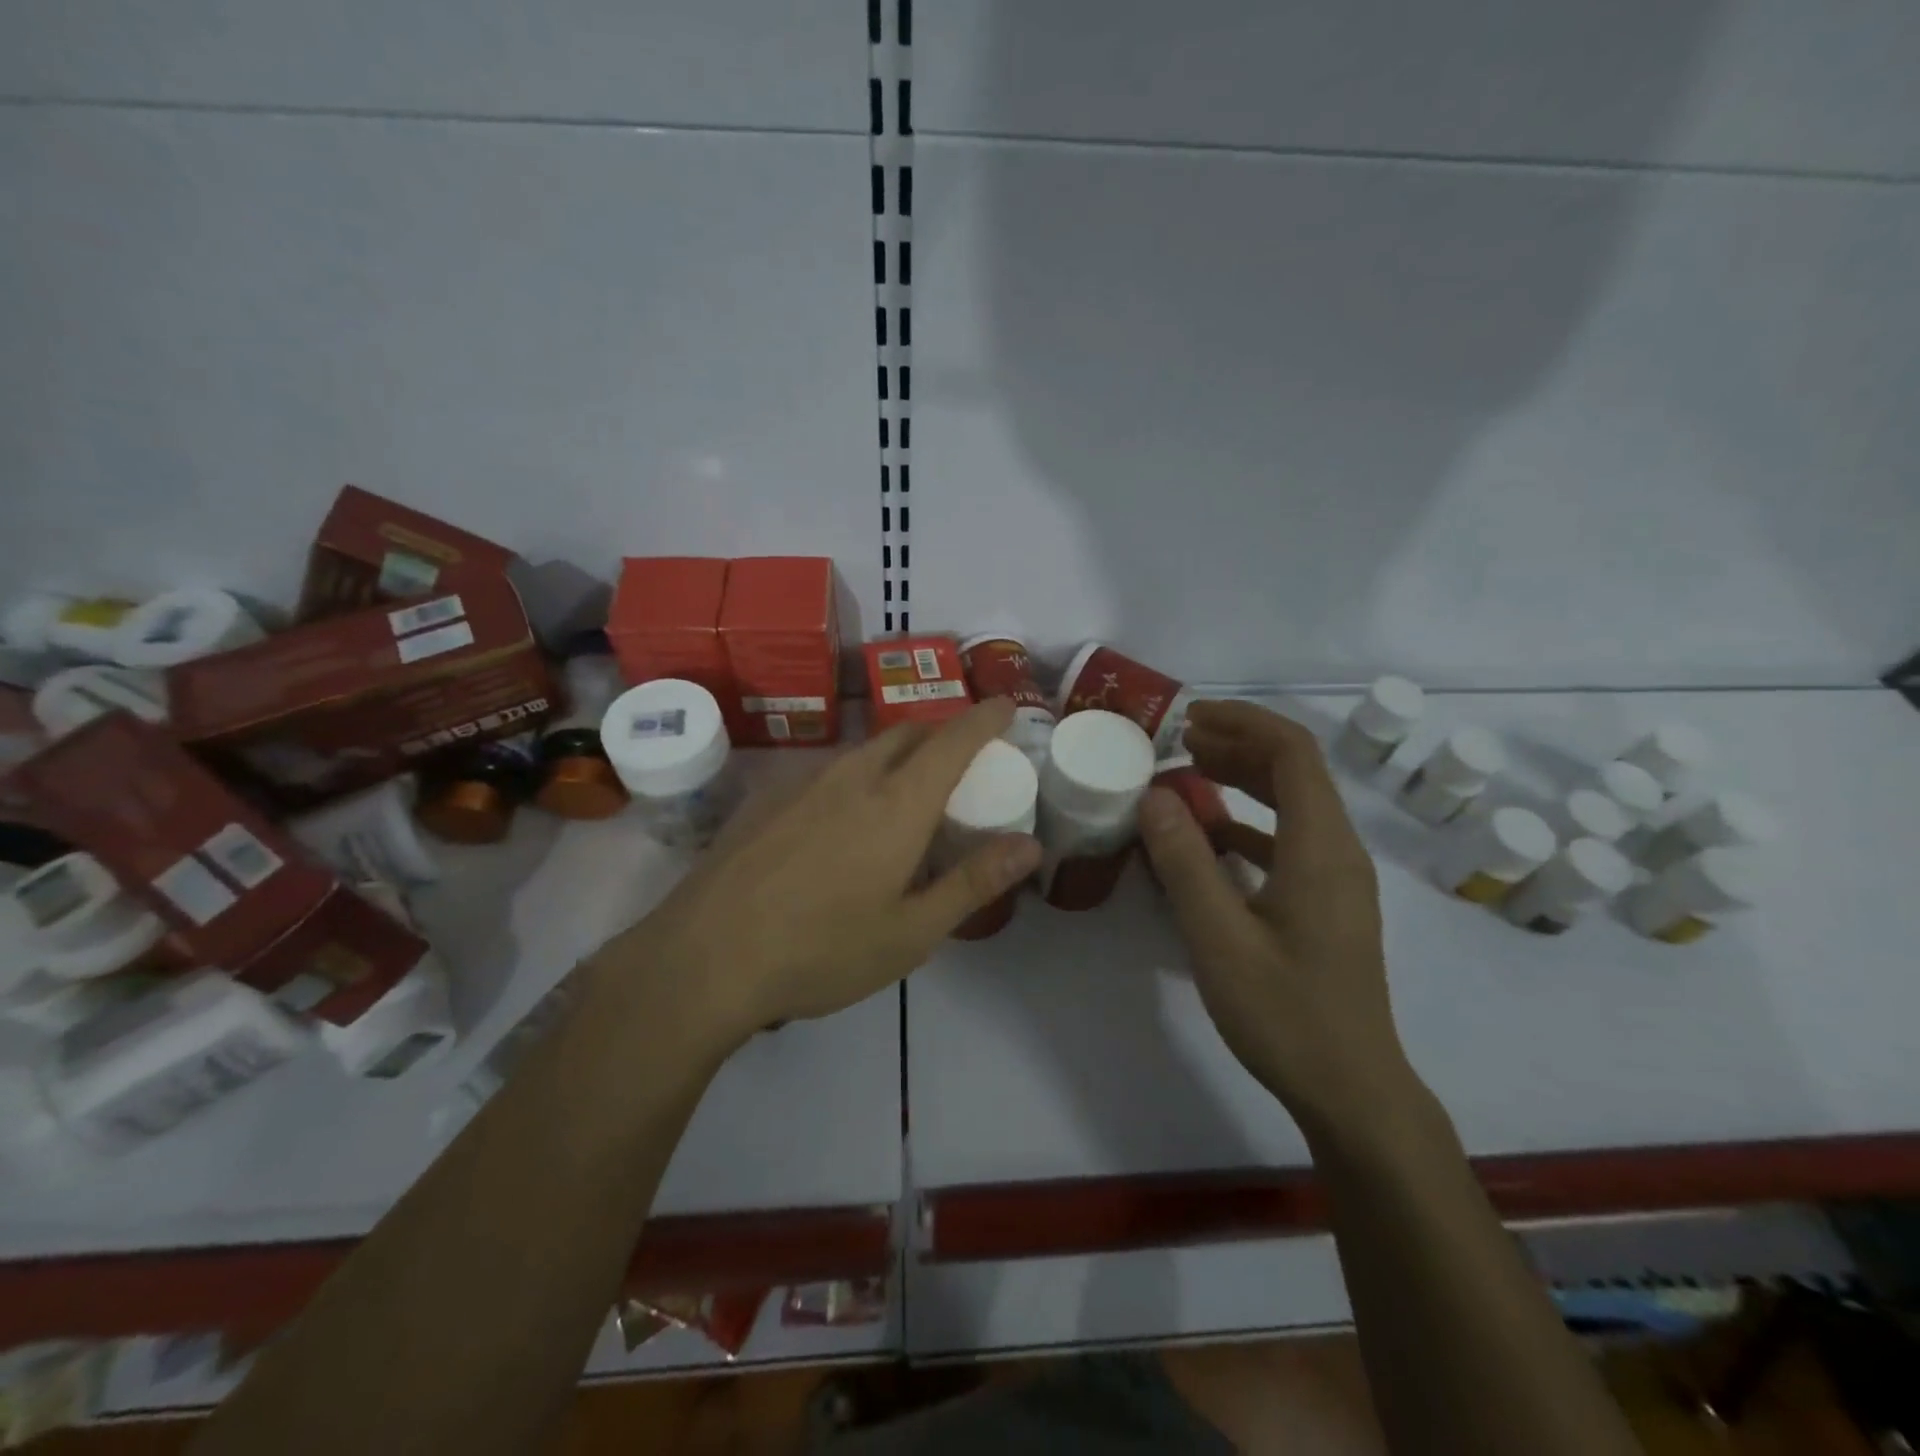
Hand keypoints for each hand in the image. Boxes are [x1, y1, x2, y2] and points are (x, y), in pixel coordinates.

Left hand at [591, 698, 1041, 1049]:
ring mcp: (802, 783)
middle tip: (960, 763)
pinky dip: (855, 778)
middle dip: (941, 734)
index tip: (1004, 706)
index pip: (953, 739)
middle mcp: (852, 777)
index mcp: (897, 804)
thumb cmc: (821, 951)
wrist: (704, 958)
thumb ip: (972, 882)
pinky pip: (826, 772)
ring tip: (904, 796)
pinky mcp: (766, 798)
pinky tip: (840, 824)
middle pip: (907, 733)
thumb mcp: (910, 932)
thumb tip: (1029, 845)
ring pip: (864, 750)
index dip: (984, 717)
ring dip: (897, 756)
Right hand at [1139, 700, 1429, 1143]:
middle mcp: (1338, 851)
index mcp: (1321, 847)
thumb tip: (1156, 796)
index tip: (1189, 718)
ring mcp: (1336, 879)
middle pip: (1295, 771)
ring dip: (1243, 781)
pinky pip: (1288, 842)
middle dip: (1238, 745)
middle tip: (1179, 743)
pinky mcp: (1326, 905)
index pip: (1292, 752)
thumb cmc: (1286, 1014)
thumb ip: (1185, 862)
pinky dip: (1247, 825)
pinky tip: (1209, 841)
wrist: (1352, 1091)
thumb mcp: (1219, 938)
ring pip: (1292, 805)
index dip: (1243, 722)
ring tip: (1188, 776)